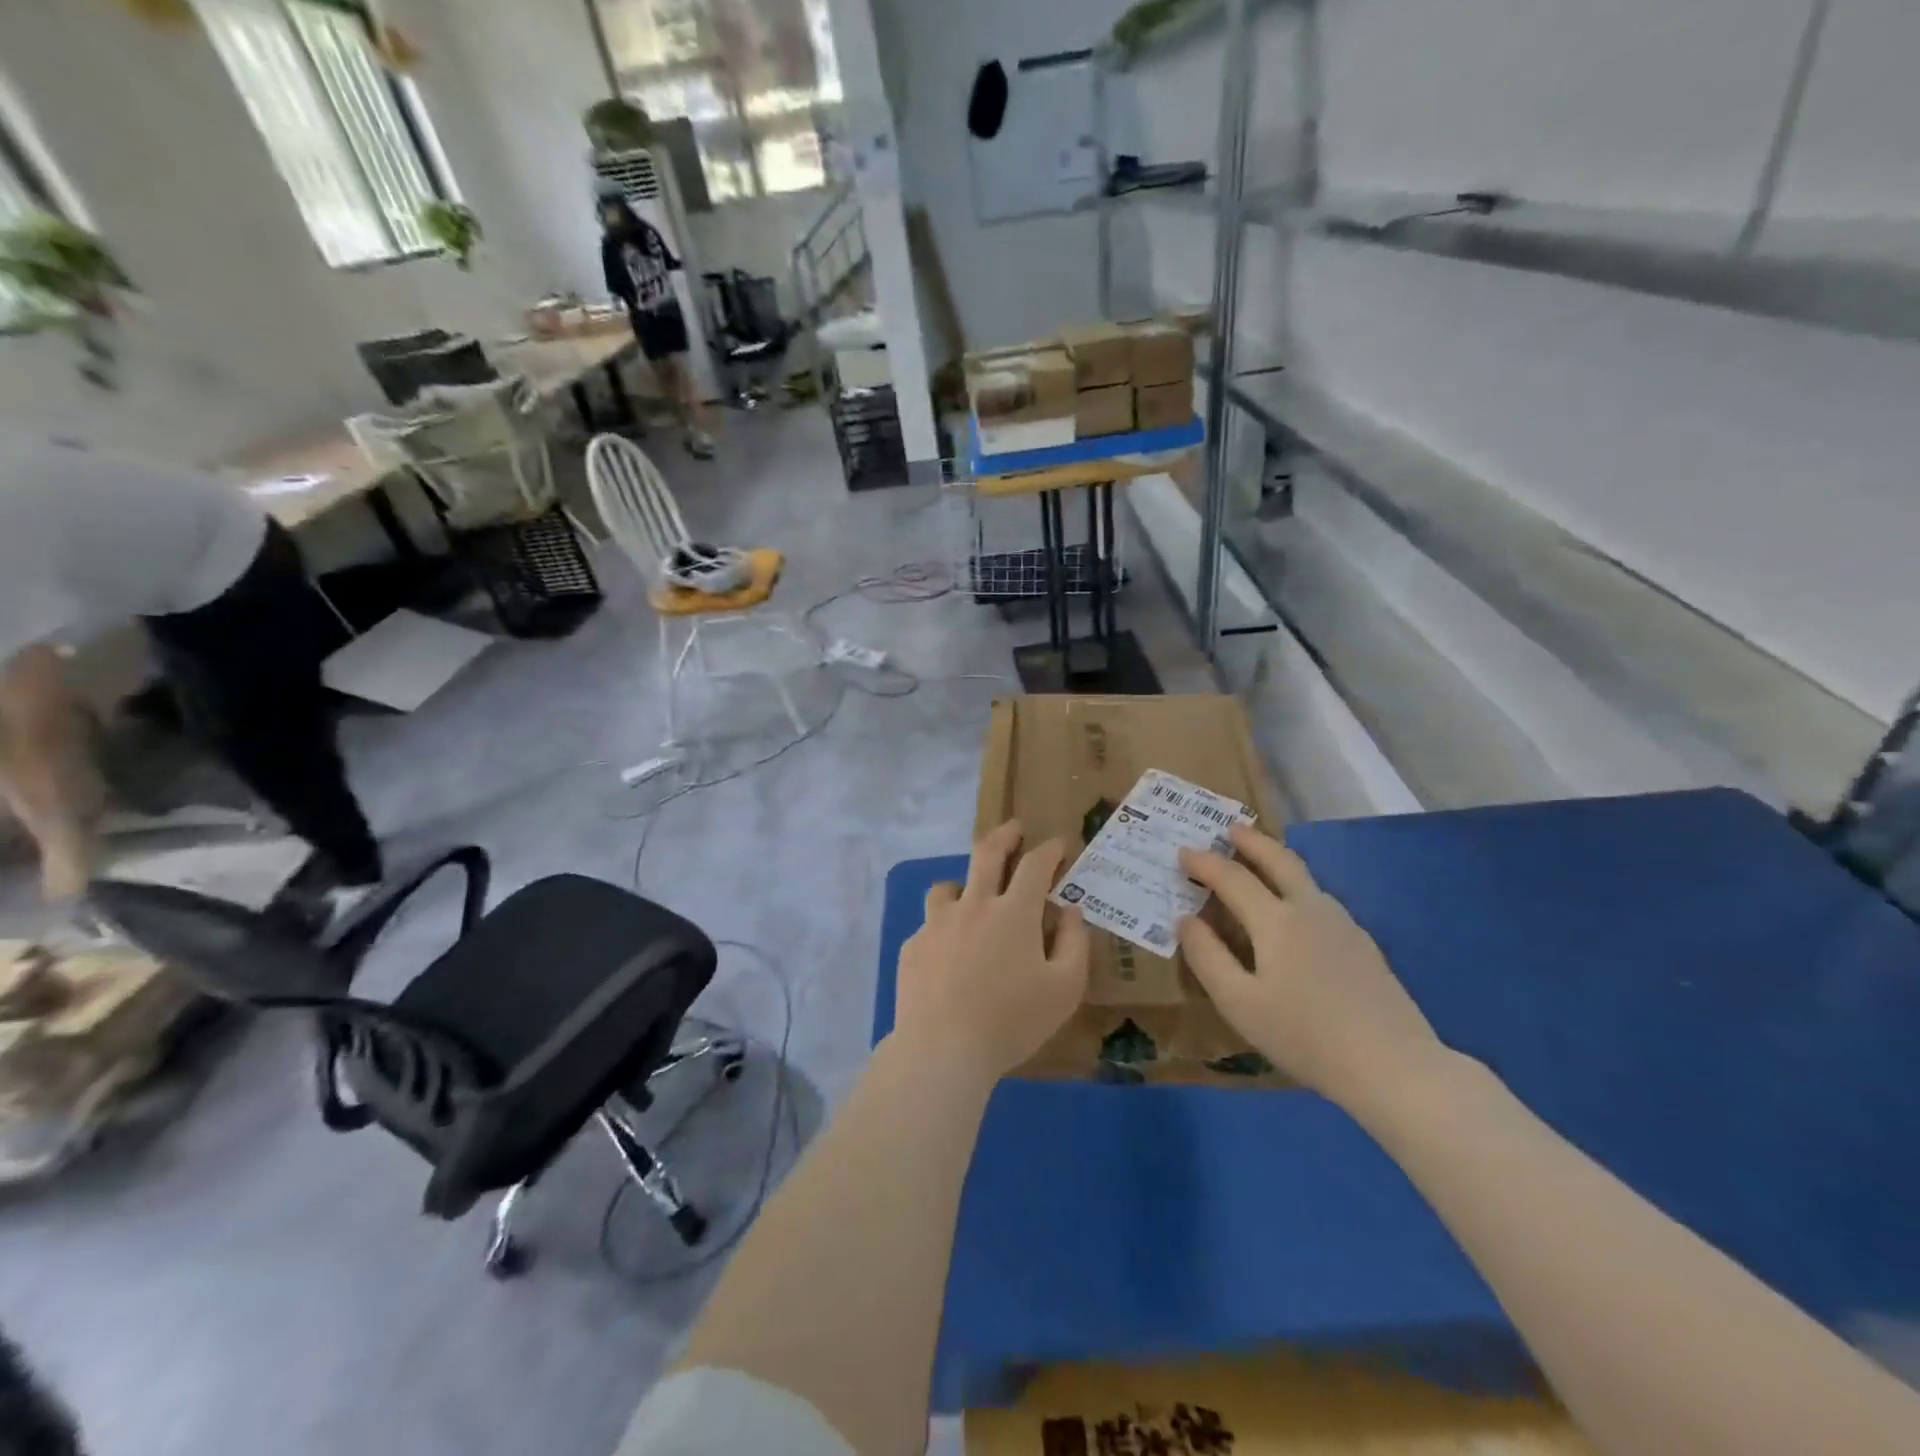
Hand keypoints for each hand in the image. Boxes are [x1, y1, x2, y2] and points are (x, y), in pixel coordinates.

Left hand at [894, 820, 1089, 1085]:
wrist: (942, 1049)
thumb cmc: (1012, 1021)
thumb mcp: (1065, 988)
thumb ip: (1074, 942)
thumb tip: (1070, 909)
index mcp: (1014, 913)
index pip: (1035, 865)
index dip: (1050, 849)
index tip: (1060, 843)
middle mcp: (974, 905)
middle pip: (987, 853)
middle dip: (1005, 835)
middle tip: (1015, 829)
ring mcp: (938, 923)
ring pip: (949, 885)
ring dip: (965, 882)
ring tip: (972, 896)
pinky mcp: (913, 946)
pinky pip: (930, 925)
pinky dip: (945, 928)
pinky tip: (948, 953)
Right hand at [1178, 824, 1447, 1110]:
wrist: (1394, 1067)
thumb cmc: (1304, 1036)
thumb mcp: (1238, 1003)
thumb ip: (1207, 957)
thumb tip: (1185, 920)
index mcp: (1276, 920)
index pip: (1232, 877)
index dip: (1204, 863)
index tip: (1182, 852)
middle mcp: (1310, 909)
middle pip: (1279, 860)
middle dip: (1251, 841)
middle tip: (1230, 829)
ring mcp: (1343, 925)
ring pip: (1305, 877)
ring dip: (1277, 860)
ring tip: (1258, 863)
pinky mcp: (1363, 945)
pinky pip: (1320, 900)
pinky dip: (1296, 887)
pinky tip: (1294, 912)